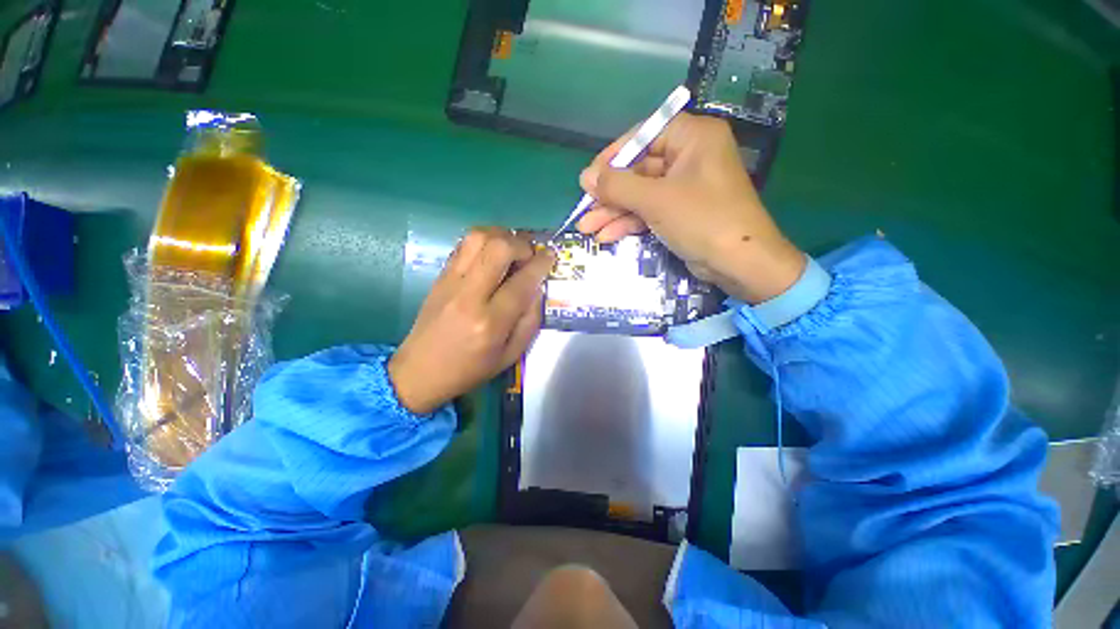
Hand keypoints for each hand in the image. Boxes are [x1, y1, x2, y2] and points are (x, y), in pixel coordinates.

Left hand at [388, 228, 553, 414]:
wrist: (419, 371)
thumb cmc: (470, 369)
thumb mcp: (510, 355)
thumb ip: (530, 320)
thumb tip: (537, 287)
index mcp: (491, 322)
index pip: (522, 282)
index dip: (541, 264)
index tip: (551, 256)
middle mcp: (469, 296)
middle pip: (498, 248)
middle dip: (522, 244)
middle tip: (529, 255)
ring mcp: (450, 282)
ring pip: (477, 237)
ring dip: (501, 236)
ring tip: (511, 250)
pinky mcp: (439, 276)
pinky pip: (464, 245)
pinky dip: (484, 241)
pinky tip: (491, 255)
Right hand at [577, 113, 804, 303]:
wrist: (740, 264)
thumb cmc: (702, 219)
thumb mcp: (656, 200)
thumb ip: (618, 186)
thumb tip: (585, 177)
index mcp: (692, 138)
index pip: (643, 136)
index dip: (613, 157)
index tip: (589, 177)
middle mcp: (689, 158)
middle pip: (638, 171)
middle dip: (609, 195)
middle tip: (583, 210)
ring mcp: (684, 188)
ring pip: (640, 195)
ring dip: (613, 213)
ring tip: (586, 229)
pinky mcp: (680, 213)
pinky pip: (649, 212)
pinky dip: (628, 223)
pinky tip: (606, 236)